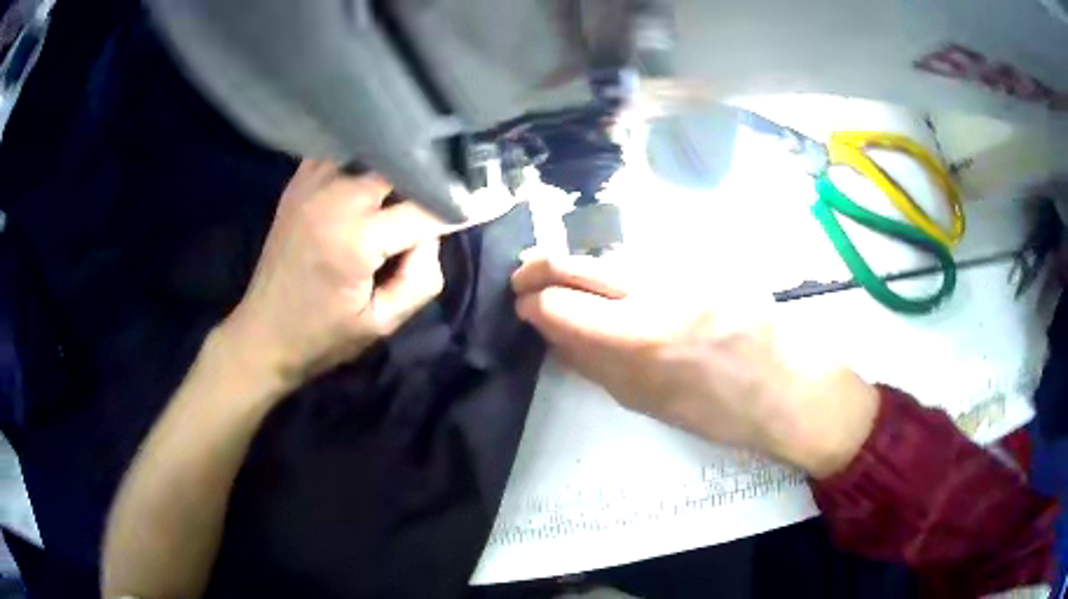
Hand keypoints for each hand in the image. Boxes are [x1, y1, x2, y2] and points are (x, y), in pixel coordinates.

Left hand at [221, 161, 450, 388]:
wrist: (263, 334)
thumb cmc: (323, 336)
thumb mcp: (383, 324)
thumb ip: (421, 279)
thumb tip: (433, 235)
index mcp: (356, 240)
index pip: (423, 211)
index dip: (456, 210)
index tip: (479, 205)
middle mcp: (334, 199)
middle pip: (398, 166)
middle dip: (425, 179)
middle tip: (443, 191)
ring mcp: (311, 185)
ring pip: (368, 151)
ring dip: (392, 164)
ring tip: (409, 180)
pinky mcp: (298, 184)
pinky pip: (339, 153)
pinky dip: (359, 158)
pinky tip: (369, 174)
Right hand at [511, 254, 879, 477]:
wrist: (784, 386)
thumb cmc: (715, 411)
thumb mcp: (645, 401)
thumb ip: (592, 363)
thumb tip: (551, 331)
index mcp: (641, 338)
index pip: (560, 303)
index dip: (532, 303)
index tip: (522, 306)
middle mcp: (659, 290)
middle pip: (579, 263)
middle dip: (541, 268)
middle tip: (526, 278)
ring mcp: (686, 267)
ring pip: (613, 257)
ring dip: (587, 272)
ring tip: (583, 290)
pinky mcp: (707, 257)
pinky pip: (650, 259)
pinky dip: (629, 273)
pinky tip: (638, 290)